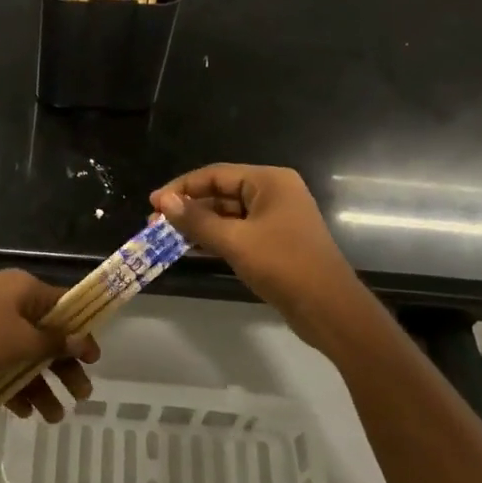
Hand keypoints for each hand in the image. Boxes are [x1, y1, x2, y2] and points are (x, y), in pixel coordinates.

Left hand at [0, 270, 97, 420]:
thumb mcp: (21, 340)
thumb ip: (53, 342)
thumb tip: (82, 339)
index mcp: (22, 288)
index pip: (63, 305)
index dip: (81, 331)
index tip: (94, 359)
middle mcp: (6, 300)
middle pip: (44, 334)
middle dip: (62, 367)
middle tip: (81, 396)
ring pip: (22, 354)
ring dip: (40, 384)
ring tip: (54, 417)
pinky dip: (13, 385)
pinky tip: (24, 412)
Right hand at [150, 165, 374, 353]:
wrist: (328, 308)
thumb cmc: (283, 265)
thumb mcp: (235, 241)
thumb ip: (197, 220)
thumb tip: (165, 201)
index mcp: (270, 181)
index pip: (216, 174)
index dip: (182, 187)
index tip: (152, 203)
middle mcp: (274, 193)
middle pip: (221, 192)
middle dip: (188, 207)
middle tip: (155, 224)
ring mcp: (276, 218)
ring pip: (228, 214)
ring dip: (198, 224)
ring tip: (166, 237)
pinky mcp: (275, 242)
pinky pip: (238, 232)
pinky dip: (215, 238)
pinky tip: (191, 248)